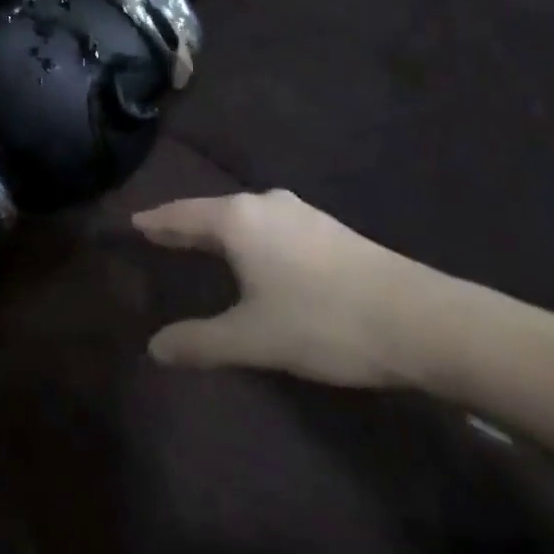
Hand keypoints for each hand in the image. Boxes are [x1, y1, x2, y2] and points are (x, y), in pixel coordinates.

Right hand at [133, 191, 426, 386]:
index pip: (182, 214)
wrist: (418, 319)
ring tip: (201, 242)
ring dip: (219, 228)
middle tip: (160, 233)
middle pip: (212, 211)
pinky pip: (269, 224)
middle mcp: (264, 205)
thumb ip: (201, 342)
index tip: (135, 221)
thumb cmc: (323, 322)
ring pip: (244, 216)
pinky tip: (256, 252)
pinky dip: (248, 234)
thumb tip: (154, 348)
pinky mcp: (327, 229)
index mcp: (238, 220)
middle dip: (185, 223)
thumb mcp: (254, 338)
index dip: (157, 221)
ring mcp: (300, 213)